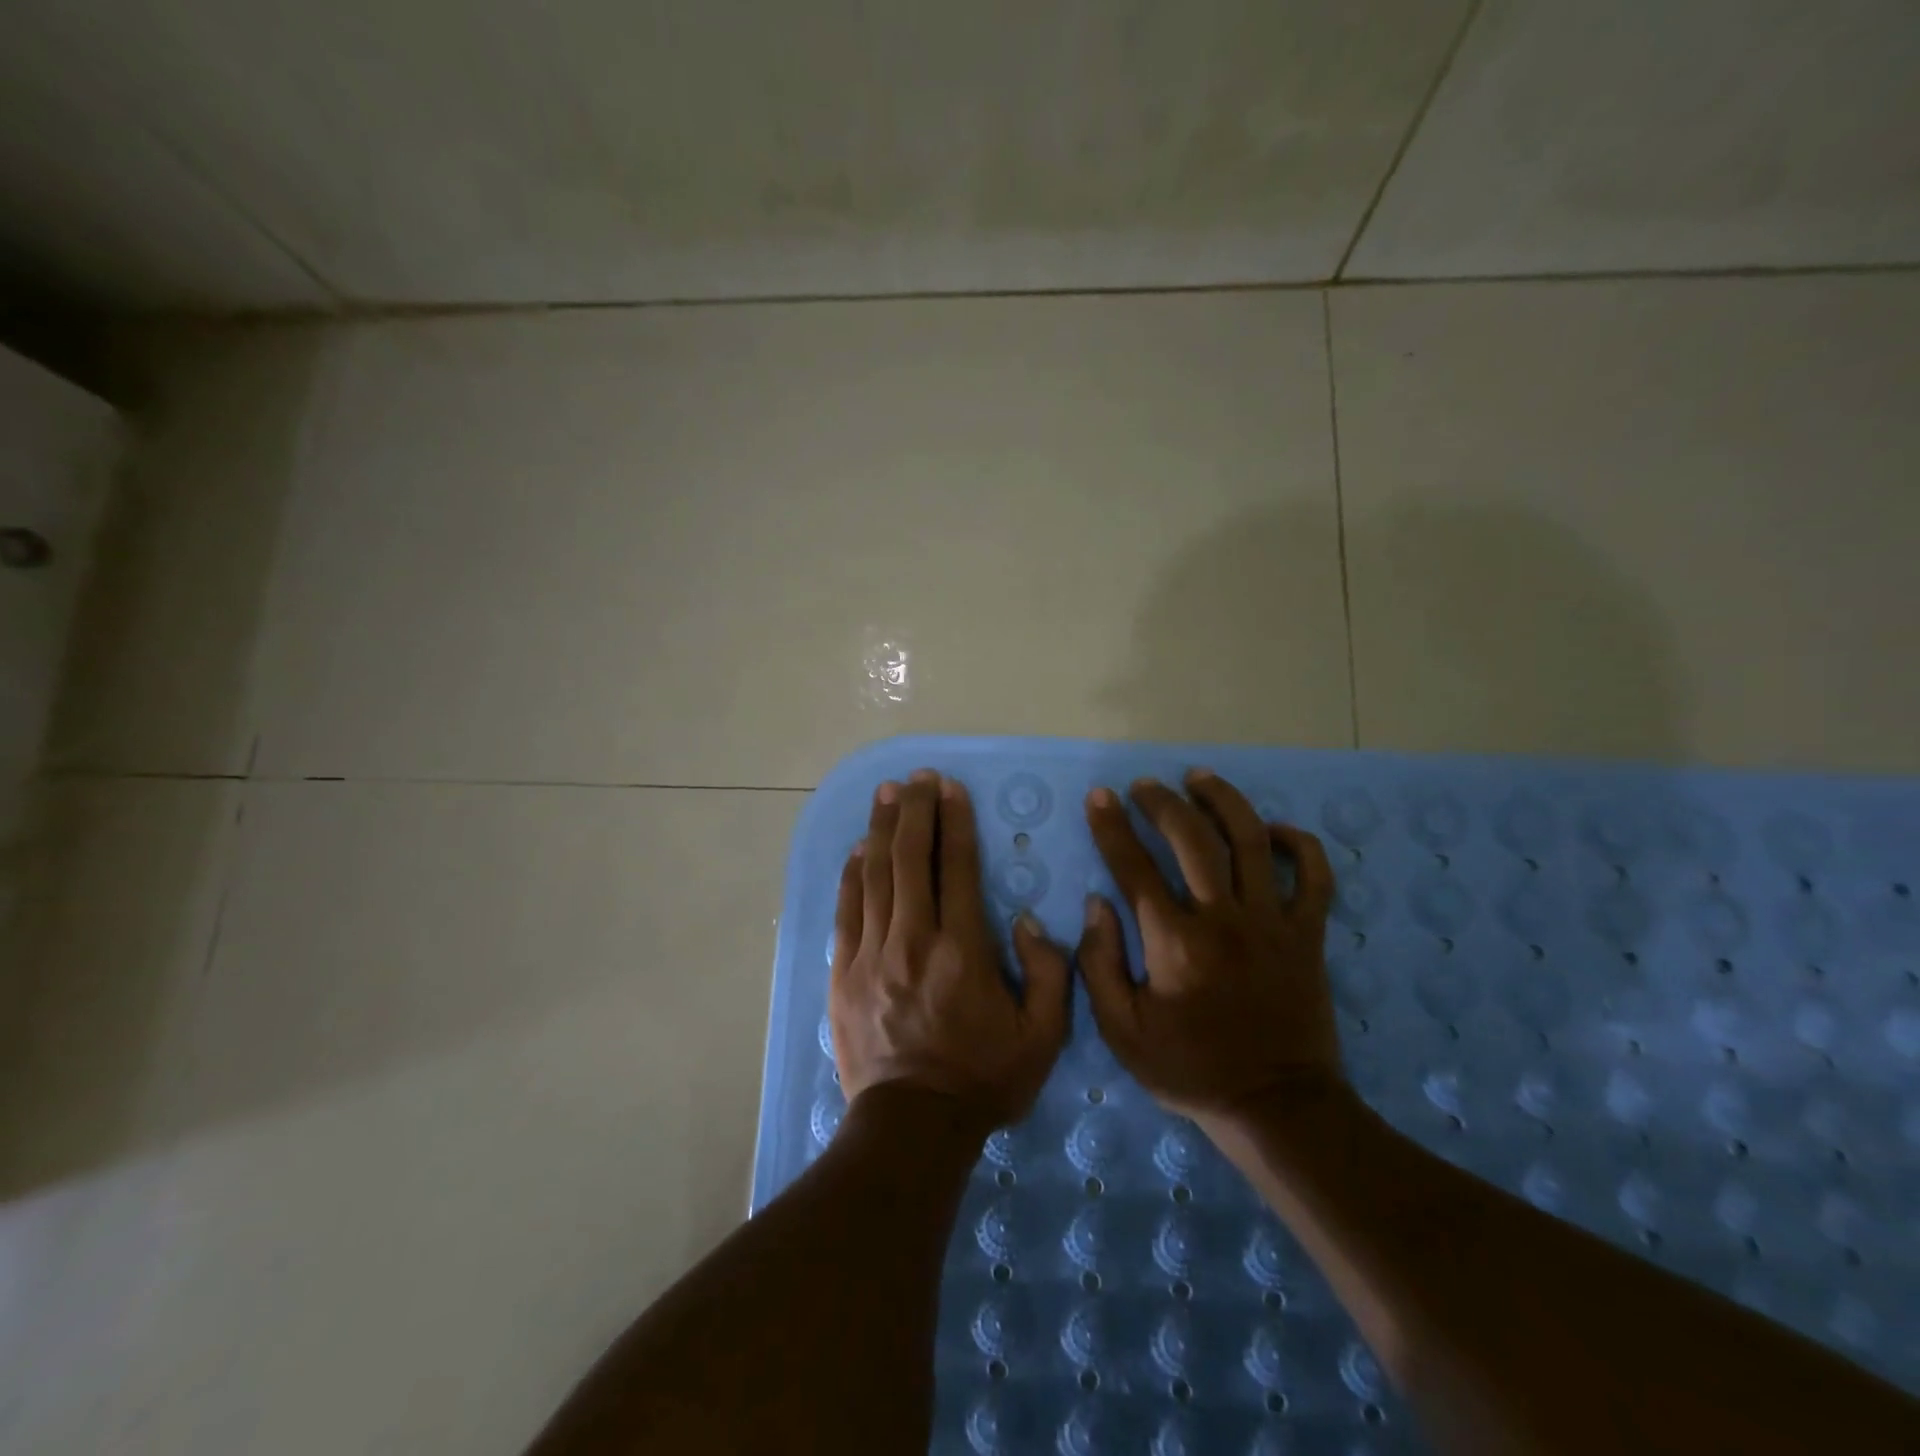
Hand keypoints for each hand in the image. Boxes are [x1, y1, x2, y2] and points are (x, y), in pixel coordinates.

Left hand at [830, 769, 1071, 1127]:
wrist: (912, 1126)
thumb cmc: (982, 1078)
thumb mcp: (1043, 1036)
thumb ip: (1049, 972)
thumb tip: (1026, 921)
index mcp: (962, 950)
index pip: (956, 867)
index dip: (953, 821)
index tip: (949, 788)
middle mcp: (913, 940)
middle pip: (909, 858)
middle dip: (914, 811)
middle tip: (916, 777)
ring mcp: (871, 955)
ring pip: (874, 876)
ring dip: (880, 830)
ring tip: (886, 793)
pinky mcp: (844, 973)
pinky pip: (847, 911)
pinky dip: (851, 876)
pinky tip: (856, 851)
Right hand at [1076, 768, 1342, 1121]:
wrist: (1276, 1106)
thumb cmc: (1190, 1069)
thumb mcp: (1122, 1032)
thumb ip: (1099, 965)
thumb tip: (1098, 904)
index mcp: (1174, 943)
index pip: (1134, 867)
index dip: (1111, 827)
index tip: (1099, 797)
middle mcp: (1224, 919)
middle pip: (1193, 839)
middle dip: (1163, 803)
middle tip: (1145, 786)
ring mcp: (1273, 923)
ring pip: (1252, 841)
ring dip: (1223, 801)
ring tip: (1200, 779)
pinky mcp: (1308, 934)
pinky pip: (1314, 876)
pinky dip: (1299, 844)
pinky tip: (1274, 829)